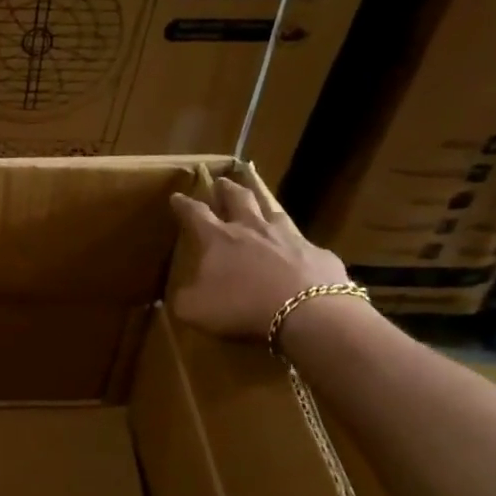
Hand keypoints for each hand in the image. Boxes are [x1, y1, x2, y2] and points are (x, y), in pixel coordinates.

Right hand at [169, 177, 352, 341]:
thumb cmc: (242, 306)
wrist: (306, 313)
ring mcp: (289, 237)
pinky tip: (298, 252)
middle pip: (239, 198)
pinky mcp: (318, 253)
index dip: (184, 204)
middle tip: (222, 182)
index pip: (196, 213)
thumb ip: (183, 299)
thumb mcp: (195, 309)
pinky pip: (304, 244)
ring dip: (263, 205)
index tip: (177, 196)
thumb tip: (178, 295)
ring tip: (260, 204)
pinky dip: (296, 245)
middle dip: (227, 189)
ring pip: (273, 211)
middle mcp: (253, 229)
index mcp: (219, 239)